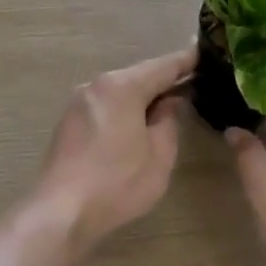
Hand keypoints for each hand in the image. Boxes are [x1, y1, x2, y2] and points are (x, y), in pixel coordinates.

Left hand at [36, 45, 196, 249]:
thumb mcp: (159, 154)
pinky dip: (123, 110)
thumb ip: (168, 121)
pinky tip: (134, 126)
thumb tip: (170, 102)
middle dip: (163, 81)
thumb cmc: (118, 183)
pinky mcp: (67, 123)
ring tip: (165, 106)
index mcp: (122, 87)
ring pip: (119, 92)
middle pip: (138, 76)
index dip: (186, 61)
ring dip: (141, 97)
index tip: (205, 52)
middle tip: (190, 84)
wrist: (60, 213)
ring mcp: (77, 103)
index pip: (162, 66)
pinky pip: (104, 107)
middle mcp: (96, 85)